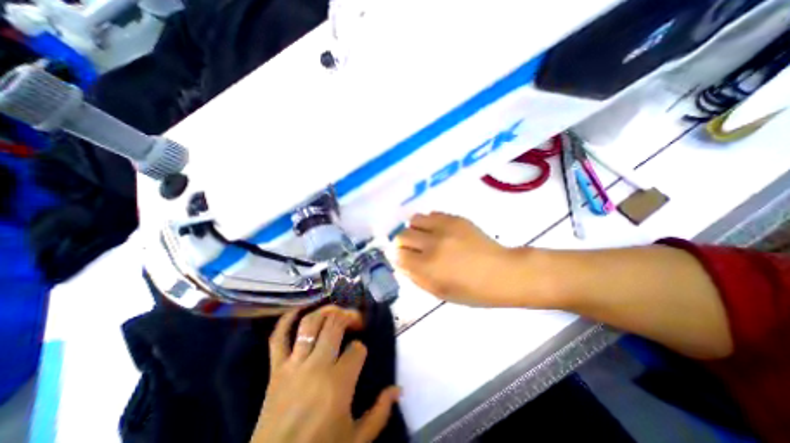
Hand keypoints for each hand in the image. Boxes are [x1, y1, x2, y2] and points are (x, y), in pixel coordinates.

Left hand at [253, 307, 401, 440]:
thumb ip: (380, 413)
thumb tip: (398, 389)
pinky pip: (278, 337)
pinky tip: (300, 309)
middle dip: (349, 316)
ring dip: (326, 311)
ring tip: (336, 312)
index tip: (359, 355)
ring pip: (310, 324)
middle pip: (335, 324)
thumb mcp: (357, 440)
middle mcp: (316, 366)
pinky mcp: (275, 369)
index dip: (361, 348)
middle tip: (356, 320)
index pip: (357, 349)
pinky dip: (287, 319)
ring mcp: (293, 364)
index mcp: (338, 383)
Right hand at [395, 213, 536, 306]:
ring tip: (425, 238)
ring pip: (414, 220)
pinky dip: (429, 223)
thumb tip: (401, 264)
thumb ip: (416, 278)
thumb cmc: (472, 291)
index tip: (403, 260)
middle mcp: (432, 244)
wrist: (503, 272)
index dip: (398, 258)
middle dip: (403, 244)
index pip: (398, 255)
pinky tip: (438, 232)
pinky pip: (431, 214)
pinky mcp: (455, 218)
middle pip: (402, 235)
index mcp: (428, 267)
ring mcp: (444, 228)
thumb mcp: (440, 293)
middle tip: (413, 250)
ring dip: (415, 230)